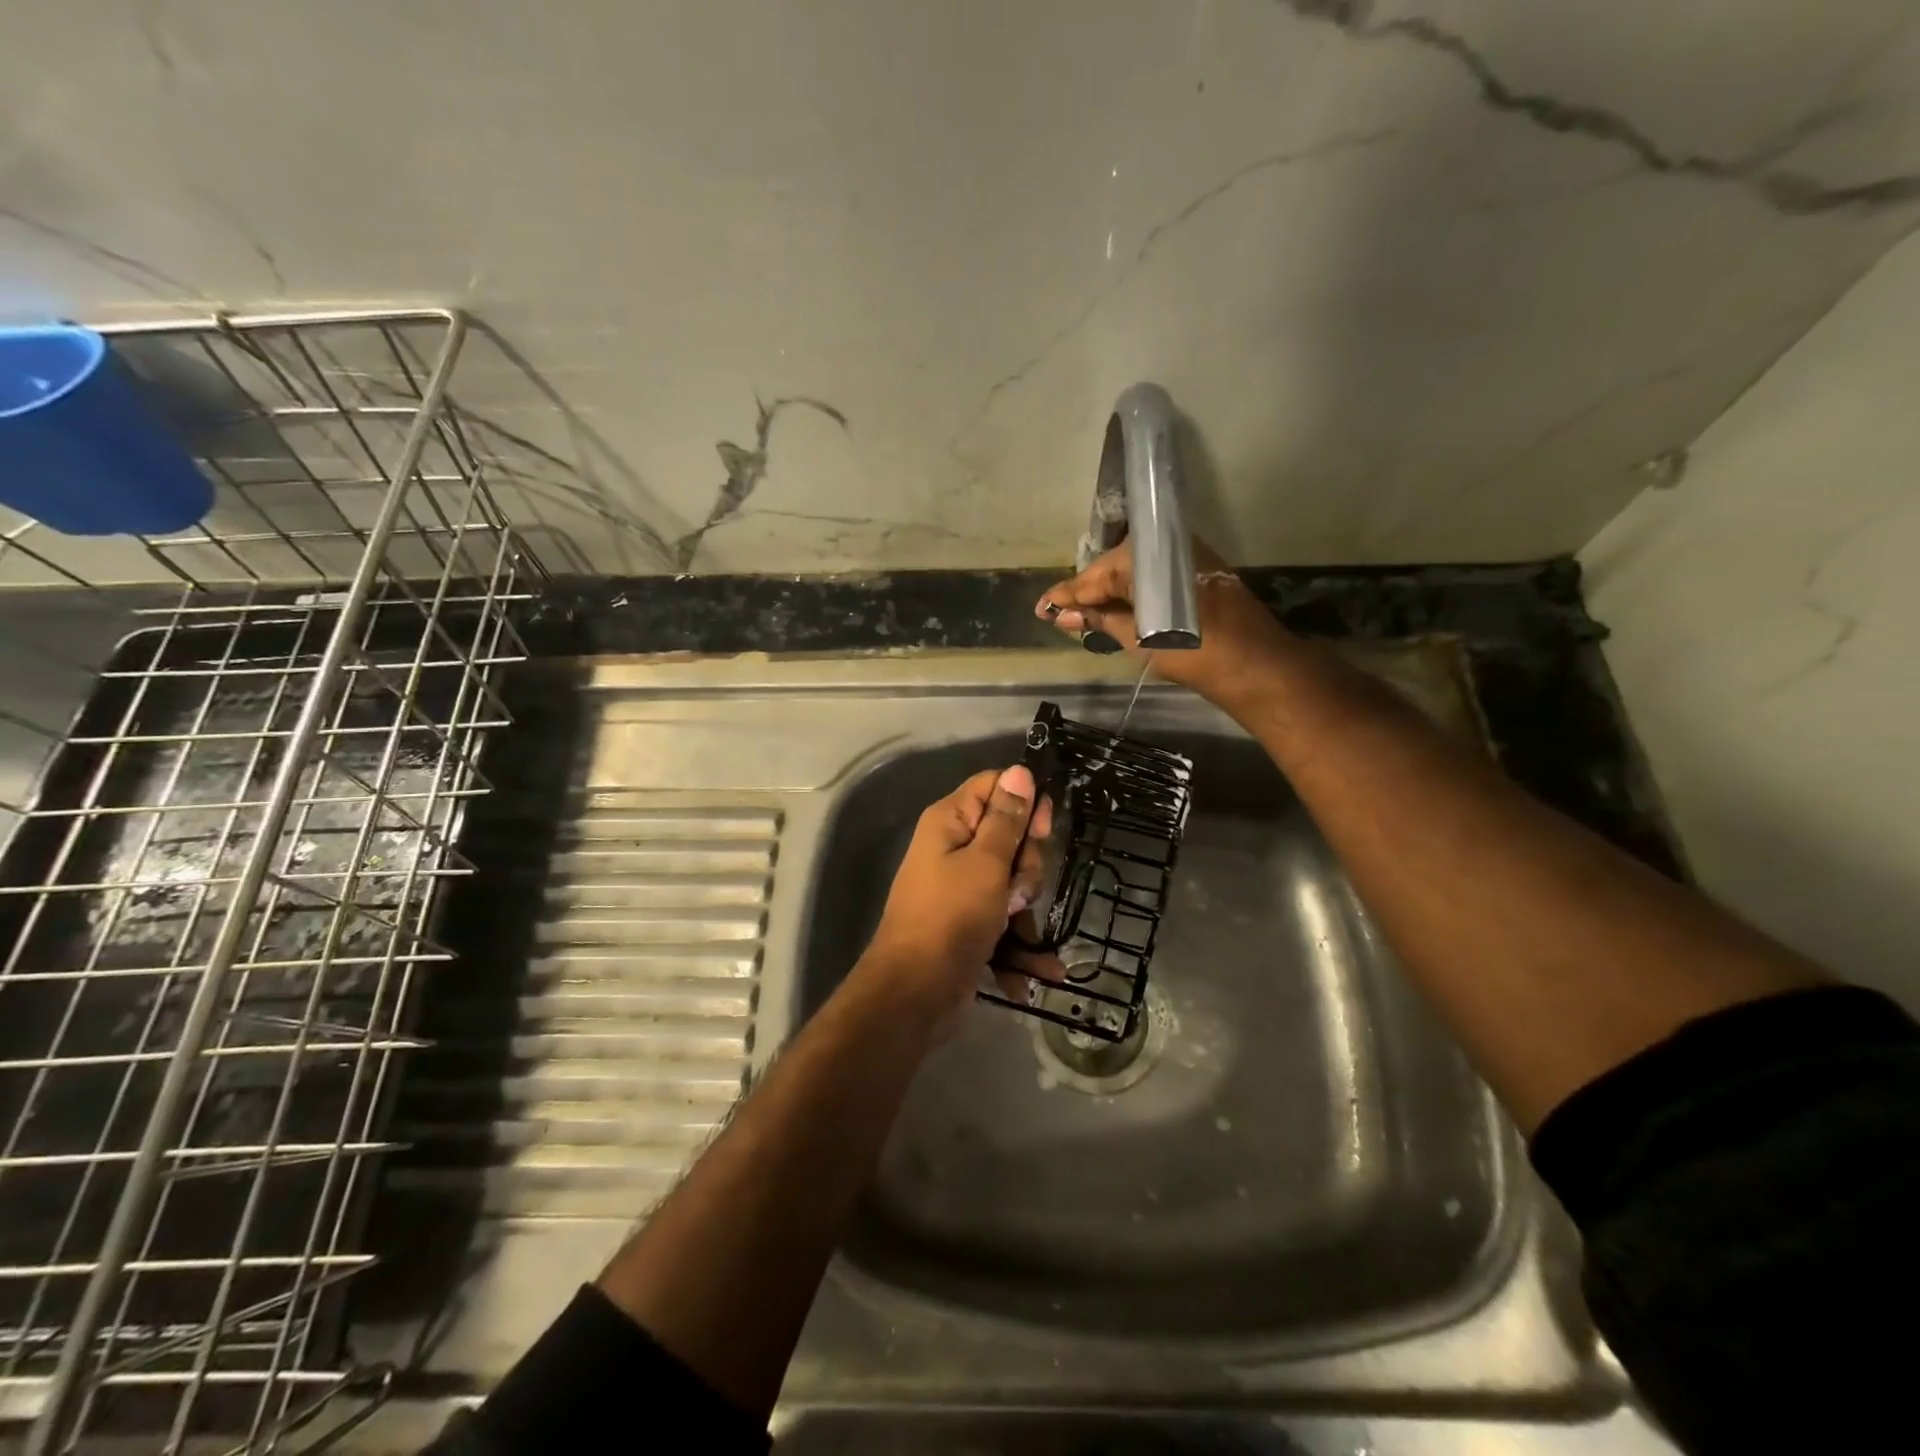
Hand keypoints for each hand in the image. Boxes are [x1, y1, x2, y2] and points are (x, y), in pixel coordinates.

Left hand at [861, 765, 1059, 1024]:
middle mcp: (953, 848)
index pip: (995, 786)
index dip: (1024, 801)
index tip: (1042, 830)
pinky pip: (1006, 920)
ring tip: (1015, 929)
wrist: (915, 995)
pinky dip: (1021, 945)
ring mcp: (962, 888)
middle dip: (1026, 866)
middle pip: (1010, 836)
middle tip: (1016, 889)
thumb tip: (1021, 770)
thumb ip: (1007, 819)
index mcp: (950, 822)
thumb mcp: (986, 864)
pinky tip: (1043, 972)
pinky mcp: (970, 923)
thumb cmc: (951, 918)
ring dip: (1025, 907)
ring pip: (1013, 880)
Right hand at [1034, 537, 1291, 705]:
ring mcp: (1185, 553)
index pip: (1092, 576)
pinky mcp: (1200, 566)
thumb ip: (1098, 621)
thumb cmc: (1193, 652)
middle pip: (1112, 567)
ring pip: (1135, 569)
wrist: (1254, 663)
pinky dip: (1136, 589)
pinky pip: (1155, 572)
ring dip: (1112, 591)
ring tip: (1087, 615)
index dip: (1065, 595)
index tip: (1041, 608)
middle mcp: (1164, 544)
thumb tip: (1060, 616)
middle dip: (1088, 592)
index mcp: (1144, 557)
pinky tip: (1122, 607)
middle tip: (1062, 614)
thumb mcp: (1137, 637)